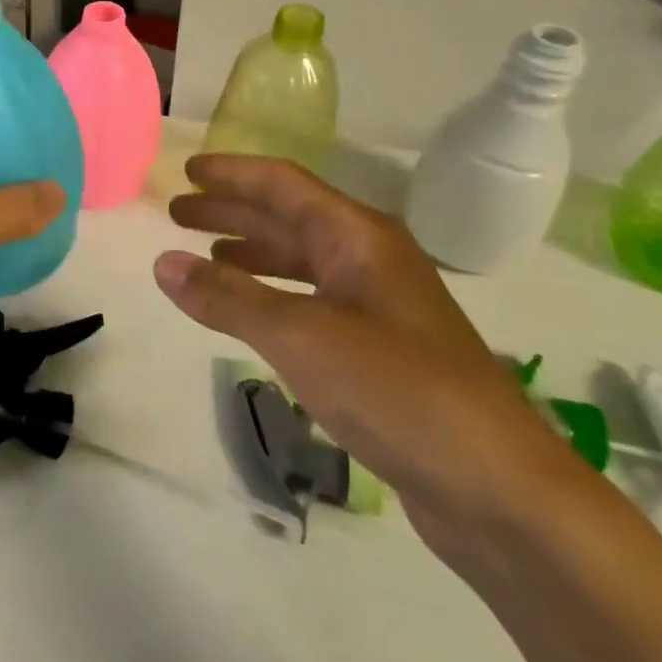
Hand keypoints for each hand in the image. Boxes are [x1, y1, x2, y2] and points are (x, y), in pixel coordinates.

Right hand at [154, 155, 582, 558]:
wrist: (499, 490)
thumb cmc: (398, 392)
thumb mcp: (300, 337)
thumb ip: (228, 298)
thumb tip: (162, 263)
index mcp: (358, 237)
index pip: (283, 185)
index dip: (232, 174)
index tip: (187, 171)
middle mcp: (370, 259)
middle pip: (289, 219)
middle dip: (232, 212)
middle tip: (178, 213)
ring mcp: (378, 305)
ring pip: (301, 262)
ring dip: (250, 253)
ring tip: (203, 255)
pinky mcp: (381, 350)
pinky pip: (311, 302)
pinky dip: (272, 295)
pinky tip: (250, 312)